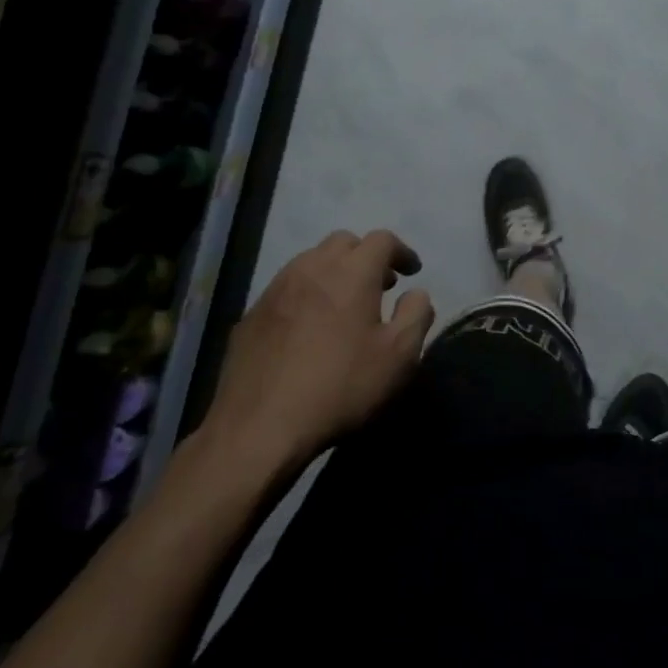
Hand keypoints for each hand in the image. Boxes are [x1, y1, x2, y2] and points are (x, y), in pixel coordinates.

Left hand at [199, 230, 434, 477]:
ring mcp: (276, 289)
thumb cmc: (340, 387)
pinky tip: (309, 328)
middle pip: (343, 242)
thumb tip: (416, 294)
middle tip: (380, 285)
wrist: (258, 428)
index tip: (412, 272)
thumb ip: (416, 315)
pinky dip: (306, 294)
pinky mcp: (251, 315)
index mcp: (352, 272)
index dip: (402, 251)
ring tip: (344, 305)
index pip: (382, 240)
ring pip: (310, 261)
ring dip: (334, 272)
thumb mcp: (399, 356)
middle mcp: (312, 268)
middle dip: (365, 256)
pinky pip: (286, 289)